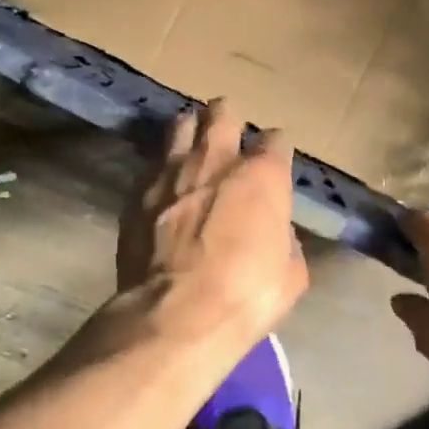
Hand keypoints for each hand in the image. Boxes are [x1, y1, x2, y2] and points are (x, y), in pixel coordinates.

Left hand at [118, 99, 307, 343]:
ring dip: (190, 132)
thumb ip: (285, 239)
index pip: (276, 140)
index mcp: (262, 175)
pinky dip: (161, 170)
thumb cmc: (247, 295)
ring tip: (192, 146)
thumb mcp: (291, 273)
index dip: (277, 149)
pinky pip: (151, 165)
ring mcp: (170, 172)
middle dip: (228, 117)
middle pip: (222, 114)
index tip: (275, 162)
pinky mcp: (137, 193)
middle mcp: (216, 160)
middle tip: (229, 132)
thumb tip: (275, 231)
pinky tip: (163, 186)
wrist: (177, 314)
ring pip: (180, 126)